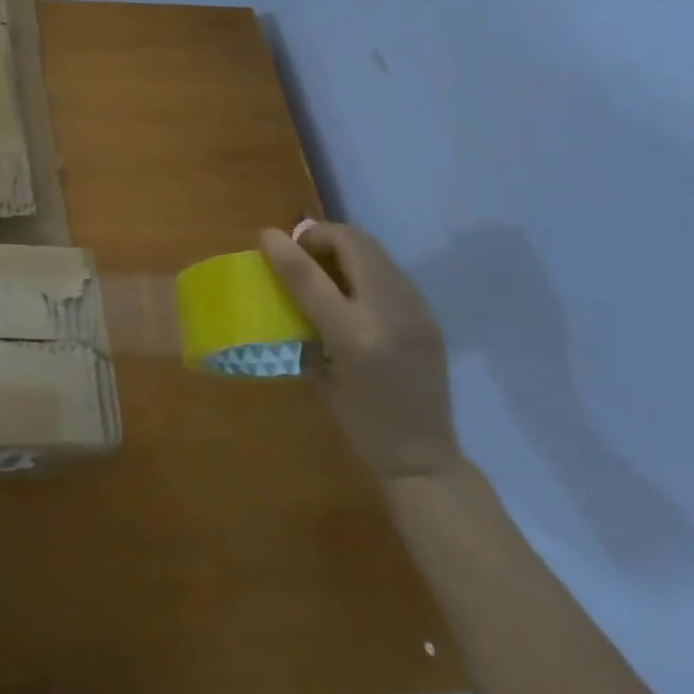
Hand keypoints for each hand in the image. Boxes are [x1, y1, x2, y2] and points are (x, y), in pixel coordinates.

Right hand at [260, 220, 461, 484]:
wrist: (424, 458)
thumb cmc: (359, 423)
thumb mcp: (318, 374)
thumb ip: (302, 321)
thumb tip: (282, 280)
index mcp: (354, 338)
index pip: (310, 276)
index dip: (283, 248)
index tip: (265, 236)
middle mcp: (388, 315)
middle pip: (352, 243)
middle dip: (319, 235)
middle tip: (299, 250)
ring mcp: (414, 311)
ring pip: (374, 249)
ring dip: (342, 245)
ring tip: (323, 263)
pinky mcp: (428, 314)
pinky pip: (389, 269)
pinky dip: (363, 263)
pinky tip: (352, 287)